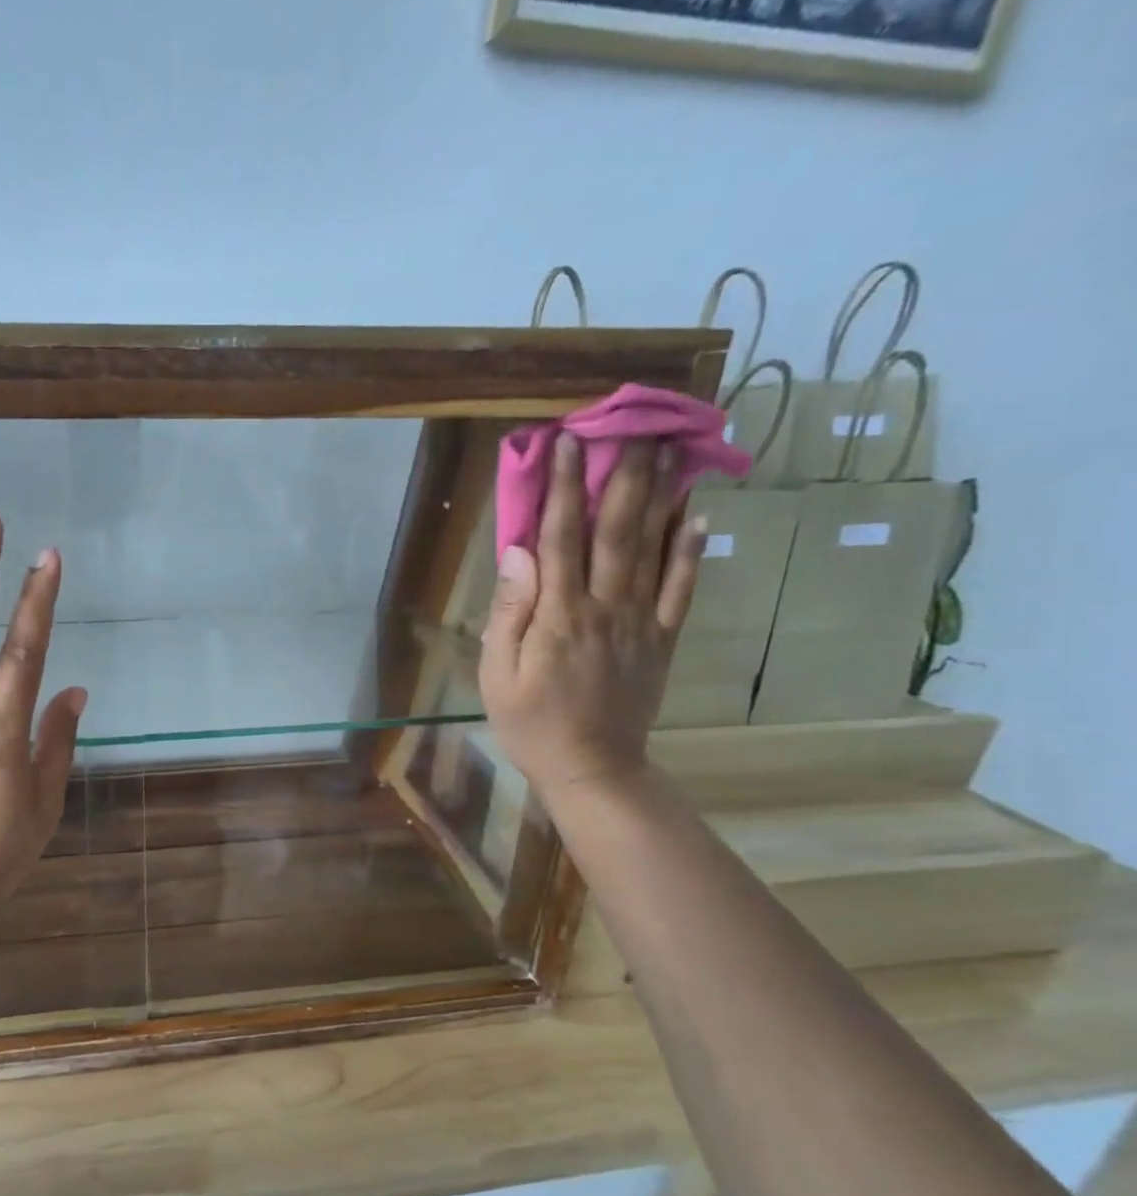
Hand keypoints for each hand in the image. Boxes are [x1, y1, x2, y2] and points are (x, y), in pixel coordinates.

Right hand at [478, 434, 707, 793]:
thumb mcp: (497, 673)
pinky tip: (697, 516)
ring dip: (661, 498)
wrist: (591, 768)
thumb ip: (508, 612)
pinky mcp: (662, 640)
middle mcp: (605, 608)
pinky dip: (691, 551)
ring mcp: (640, 623)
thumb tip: (517, 554)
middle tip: (636, 427)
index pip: (560, 539)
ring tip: (672, 452)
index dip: (562, 488)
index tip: (566, 443)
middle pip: (616, 532)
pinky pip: (682, 590)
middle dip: (623, 476)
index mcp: (557, 616)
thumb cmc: (530, 723)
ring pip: (654, 551)